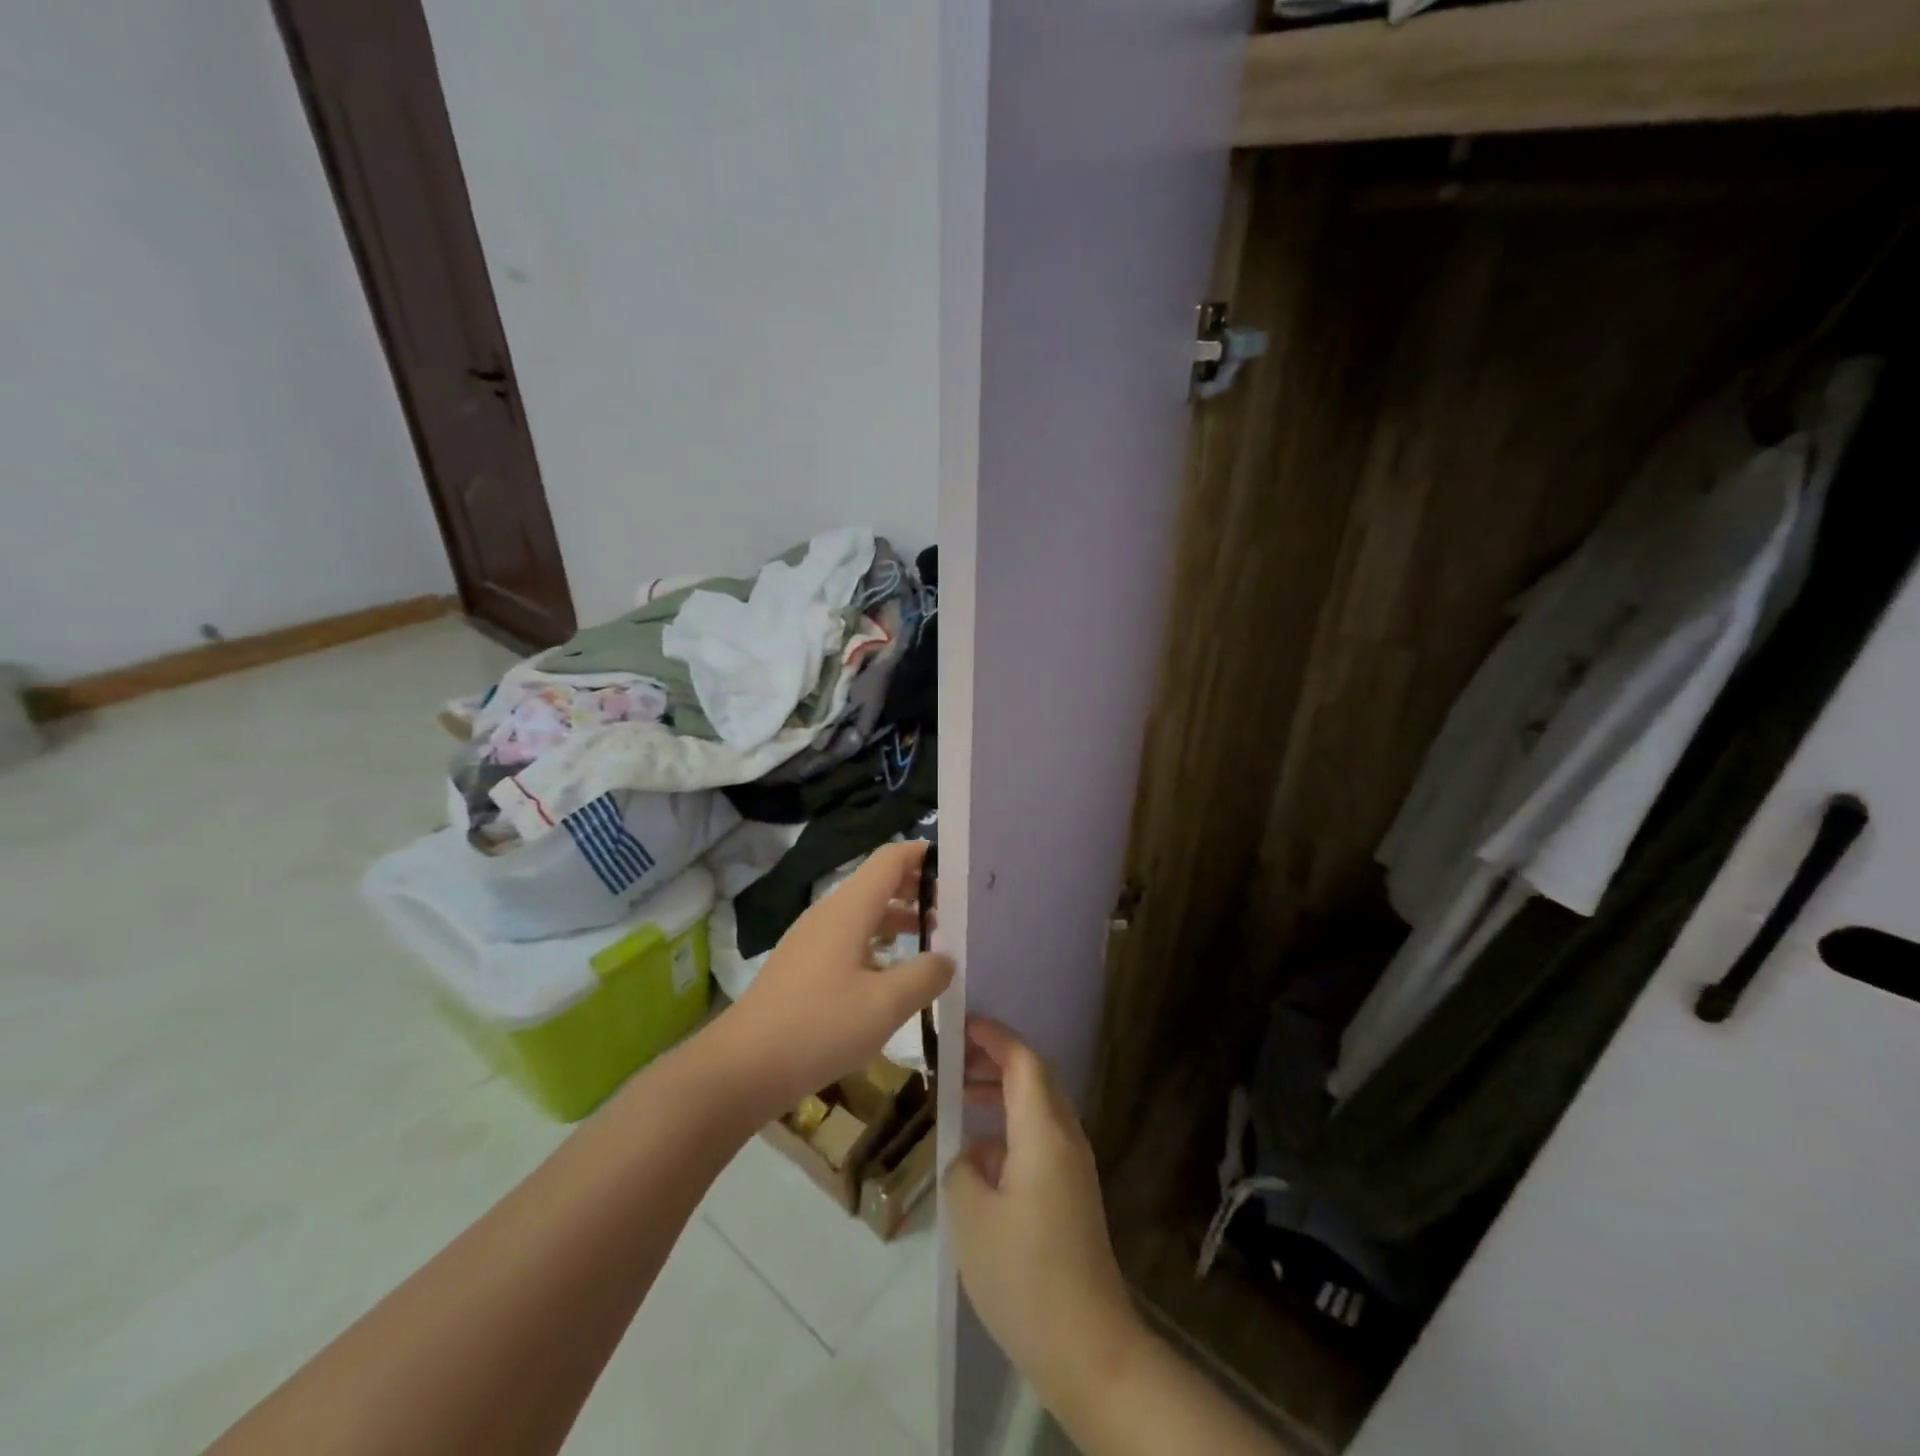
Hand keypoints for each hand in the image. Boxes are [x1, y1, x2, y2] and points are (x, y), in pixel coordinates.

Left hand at [714, 840, 951, 1118]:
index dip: (923, 855)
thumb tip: (947, 958)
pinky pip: (848, 936)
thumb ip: (925, 976)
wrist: (742, 1067)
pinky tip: (891, 972)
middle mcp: (829, 912)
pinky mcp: (802, 964)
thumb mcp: (885, 1005)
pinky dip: (876, 941)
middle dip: (917, 889)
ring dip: (898, 918)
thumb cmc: (819, 1027)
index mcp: (849, 908)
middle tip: (954, 910)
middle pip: (878, 882)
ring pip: (863, 912)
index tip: (957, 868)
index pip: (891, 858)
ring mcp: (812, 938)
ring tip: (932, 939)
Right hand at [944, 1018, 1141, 1408]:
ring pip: (1038, 1108)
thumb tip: (972, 1155)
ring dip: (1002, 1094)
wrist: (1088, 1348)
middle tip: (954, 1060)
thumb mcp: (971, 1217)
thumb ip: (963, 1168)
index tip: (962, 1023)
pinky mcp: (1073, 1194)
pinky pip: (1040, 1138)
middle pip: (1035, 1078)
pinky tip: (978, 1157)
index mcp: (1045, 1132)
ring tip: (960, 1098)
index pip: (1024, 1061)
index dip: (995, 1036)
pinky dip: (1010, 1128)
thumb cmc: (1025, 1275)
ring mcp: (1074, 1168)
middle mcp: (1066, 1139)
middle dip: (996, 1060)